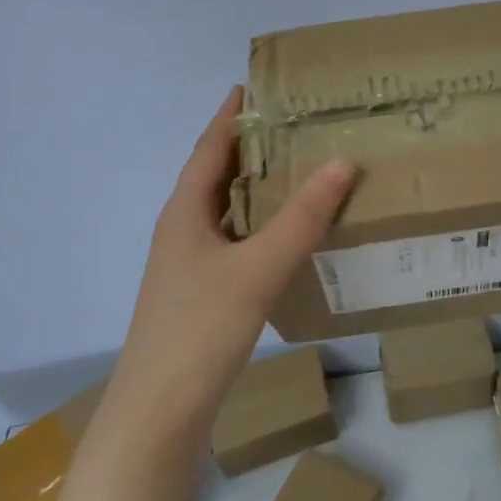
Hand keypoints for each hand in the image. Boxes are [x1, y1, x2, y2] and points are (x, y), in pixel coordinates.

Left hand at [107, 87, 355, 442]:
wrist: (158, 417)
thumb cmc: (200, 330)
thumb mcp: (257, 268)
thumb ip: (302, 217)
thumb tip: (342, 161)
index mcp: (185, 211)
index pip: (211, 146)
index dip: (233, 113)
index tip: (261, 83)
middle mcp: (183, 230)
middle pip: (219, 175)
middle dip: (255, 147)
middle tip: (301, 125)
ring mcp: (190, 265)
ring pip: (229, 212)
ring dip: (261, 189)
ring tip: (305, 171)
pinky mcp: (202, 294)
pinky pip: (237, 243)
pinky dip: (263, 228)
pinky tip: (293, 237)